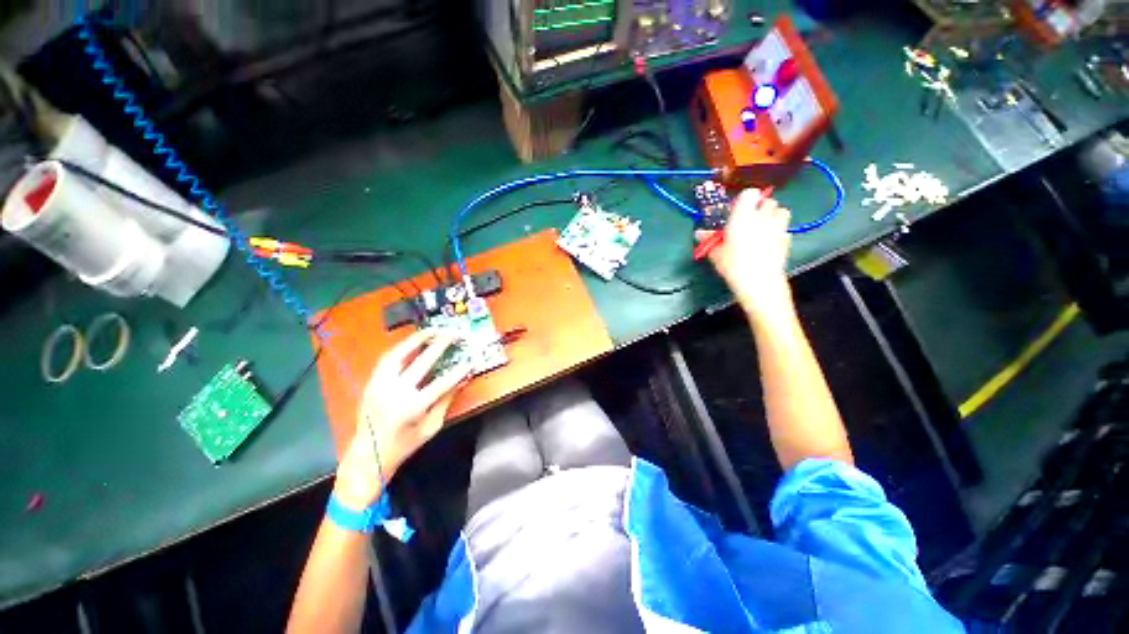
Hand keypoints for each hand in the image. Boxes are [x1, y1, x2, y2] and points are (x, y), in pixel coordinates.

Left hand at [334, 330, 471, 508]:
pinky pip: (387, 359)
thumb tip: (462, 379)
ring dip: (417, 339)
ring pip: (398, 354)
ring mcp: (379, 385)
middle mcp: (394, 392)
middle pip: (421, 361)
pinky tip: (413, 342)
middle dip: (441, 344)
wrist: (368, 456)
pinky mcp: (372, 382)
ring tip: (433, 330)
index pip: (441, 383)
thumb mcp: (431, 426)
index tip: (471, 360)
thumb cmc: (404, 445)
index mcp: (412, 408)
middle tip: (454, 334)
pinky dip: (402, 347)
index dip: (459, 370)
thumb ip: (446, 400)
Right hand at [696, 188, 792, 316]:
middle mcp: (763, 217)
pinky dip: (778, 233)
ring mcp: (779, 227)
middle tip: (749, 220)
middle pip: (768, 201)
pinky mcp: (788, 240)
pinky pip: (784, 230)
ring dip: (773, 216)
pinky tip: (769, 244)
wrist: (759, 281)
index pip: (749, 193)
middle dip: (760, 207)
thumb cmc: (733, 264)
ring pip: (781, 211)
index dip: (744, 199)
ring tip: (763, 228)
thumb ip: (709, 240)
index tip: (737, 209)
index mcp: (744, 215)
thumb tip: (699, 233)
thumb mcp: (715, 253)